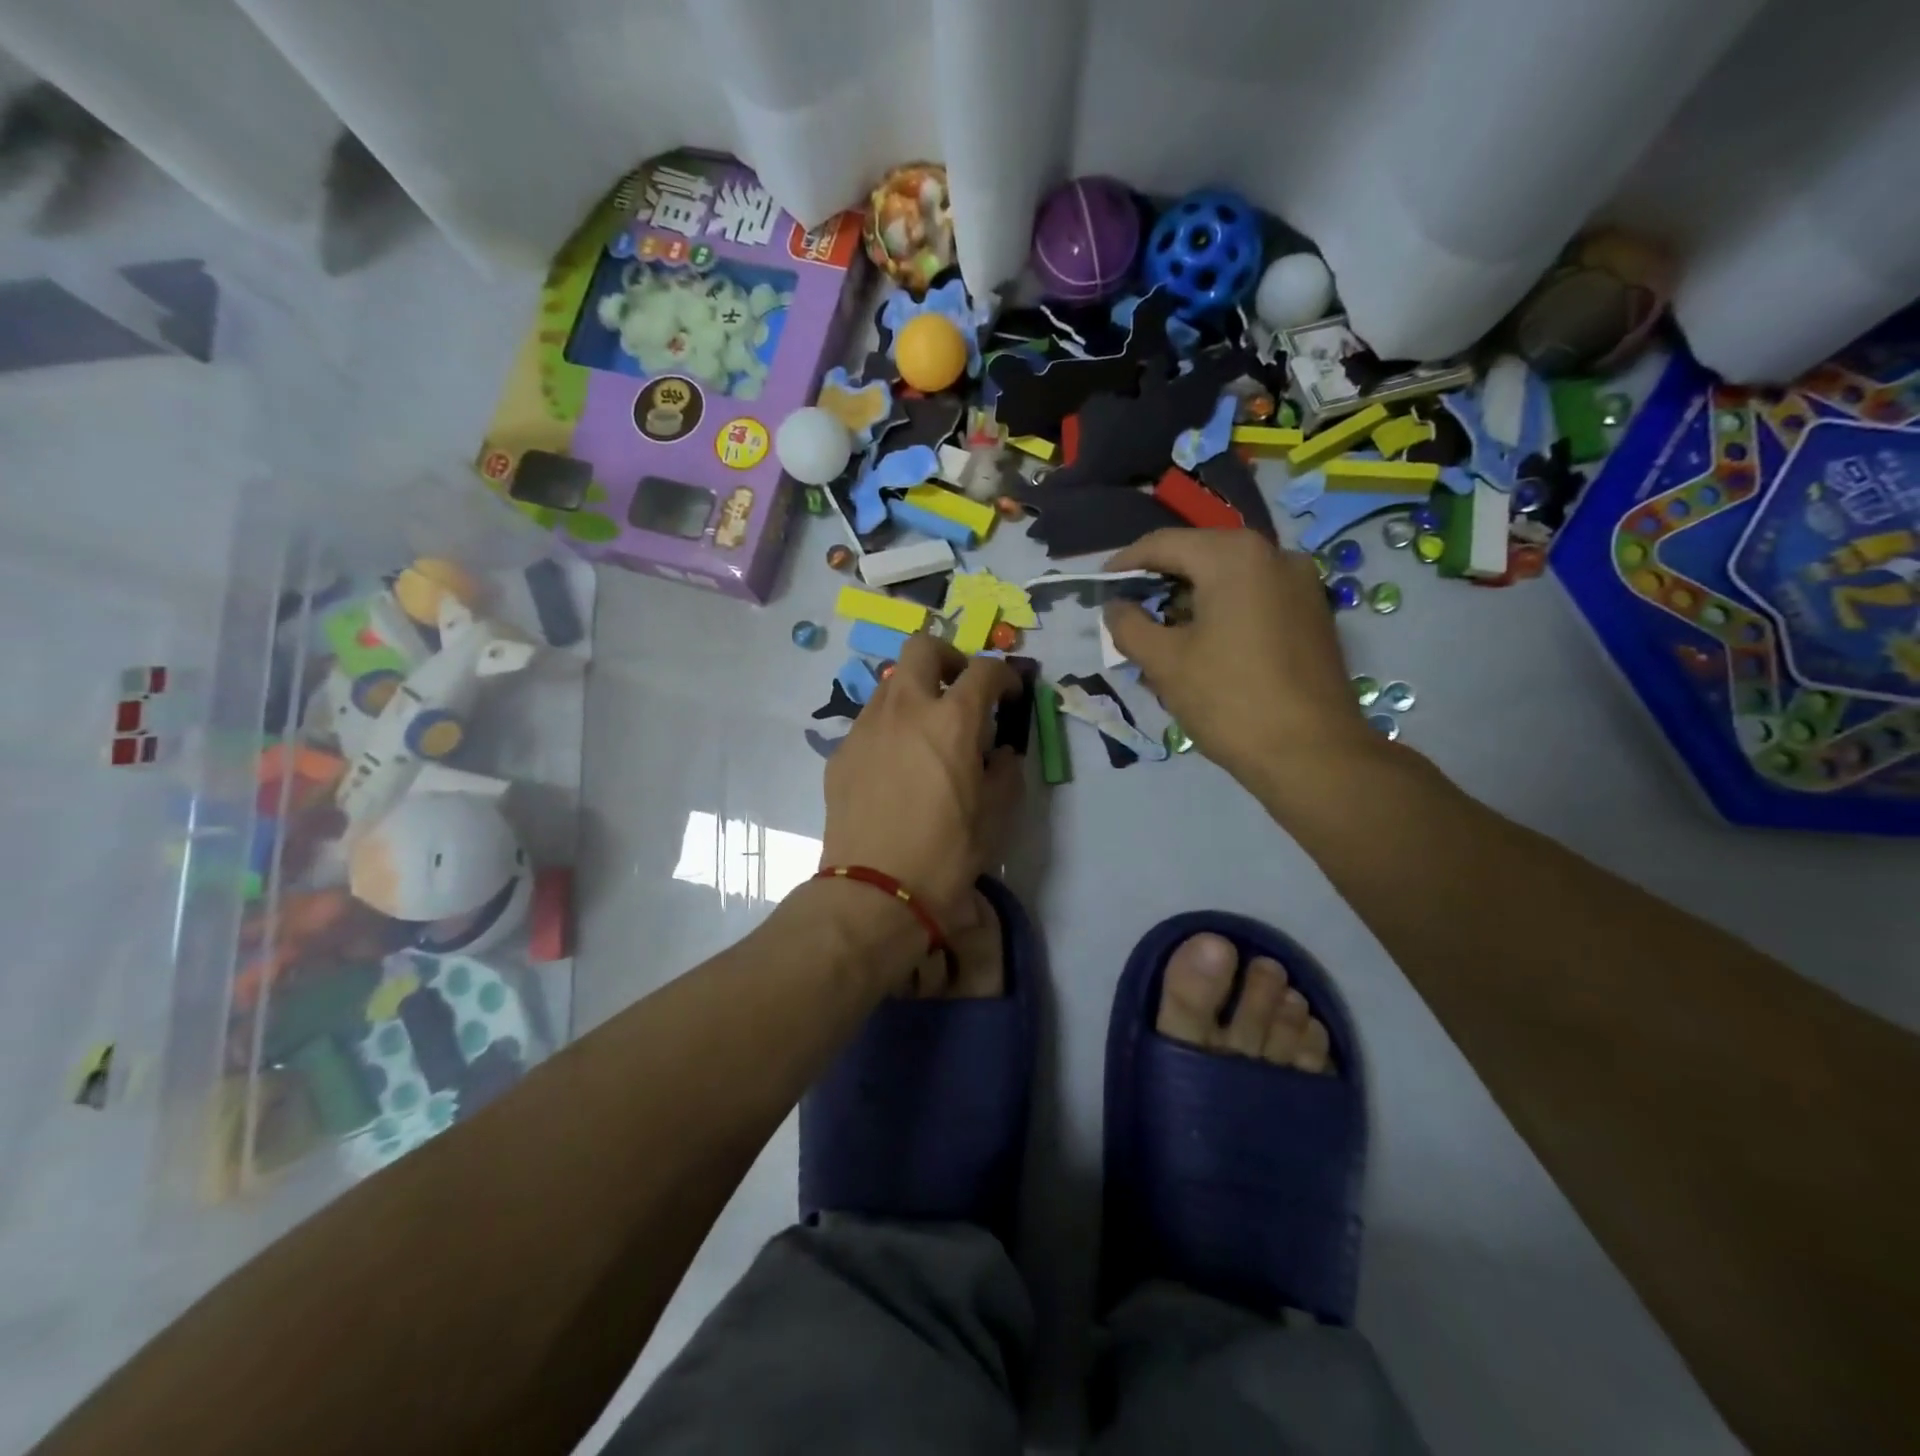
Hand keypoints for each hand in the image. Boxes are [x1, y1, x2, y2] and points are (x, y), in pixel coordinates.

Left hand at [821, 634, 1022, 930]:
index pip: (983, 670)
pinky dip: (890, 728)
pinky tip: (895, 766)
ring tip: (926, 732)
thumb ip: (1007, 770)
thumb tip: (1002, 752)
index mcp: (952, 719)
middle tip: (960, 690)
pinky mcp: (841, 752)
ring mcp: (866, 727)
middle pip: (922, 648)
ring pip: (890, 683)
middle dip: (948, 658)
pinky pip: (869, 722)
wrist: (876, 889)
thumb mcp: (997, 813)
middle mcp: (906, 708)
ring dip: (915, 693)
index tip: (1009, 694)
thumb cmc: (947, 852)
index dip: (1003, 675)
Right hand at [1103, 529, 1377, 791]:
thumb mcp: (1164, 662)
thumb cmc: (1229, 700)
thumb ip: (1128, 625)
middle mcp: (1274, 555)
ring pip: (1227, 581)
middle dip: (1158, 586)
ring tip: (1160, 641)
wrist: (1312, 754)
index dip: (1124, 564)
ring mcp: (1300, 584)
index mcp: (1235, 556)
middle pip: (1198, 558)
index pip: (1163, 544)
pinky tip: (1202, 650)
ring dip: (1188, 603)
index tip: (1099, 589)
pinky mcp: (1312, 614)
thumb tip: (1115, 607)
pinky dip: (1221, 615)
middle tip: (1128, 618)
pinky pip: (1253, 600)